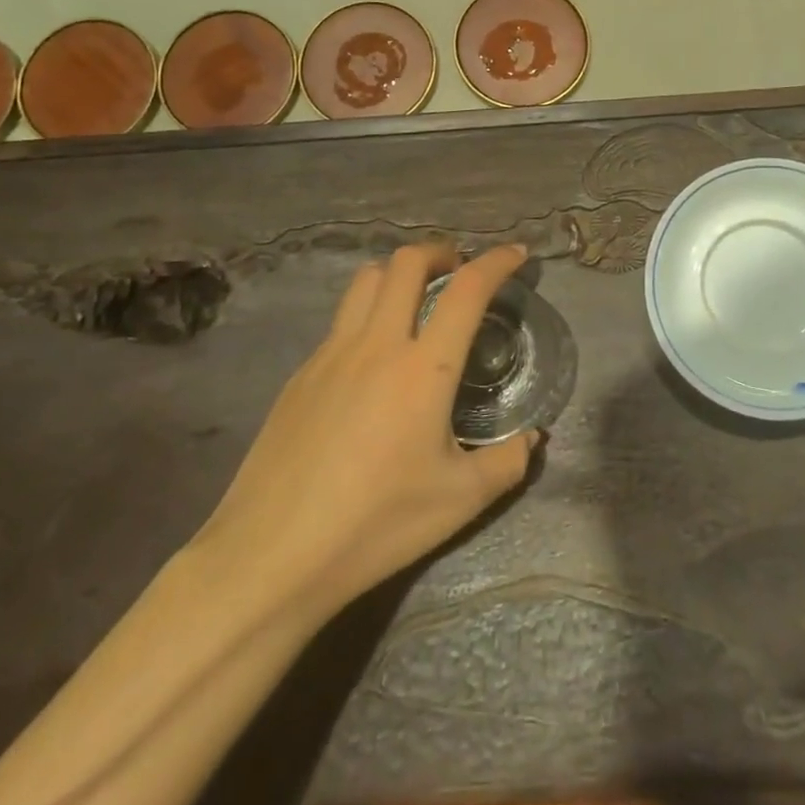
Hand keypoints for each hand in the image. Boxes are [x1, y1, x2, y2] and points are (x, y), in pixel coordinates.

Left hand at [197, 243, 538, 625]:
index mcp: (422, 369)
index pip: (466, 291)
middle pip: (406, 263)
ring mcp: (331, 354)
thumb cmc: (376, 524)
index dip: (496, 262)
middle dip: (440, 252)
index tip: (515, 254)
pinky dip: (368, 313)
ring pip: (365, 281)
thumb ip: (506, 462)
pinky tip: (372, 358)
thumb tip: (531, 439)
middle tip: (458, 271)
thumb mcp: (459, 501)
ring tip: (415, 299)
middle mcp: (376, 344)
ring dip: (398, 273)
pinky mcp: (301, 373)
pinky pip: (340, 320)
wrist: (273, 553)